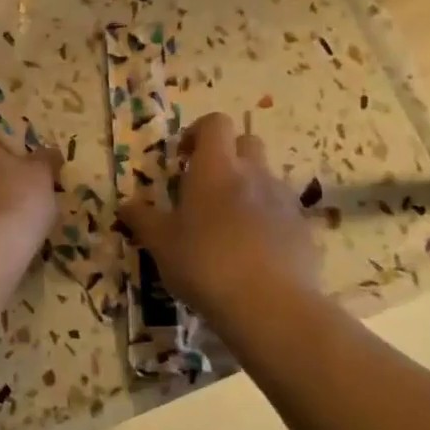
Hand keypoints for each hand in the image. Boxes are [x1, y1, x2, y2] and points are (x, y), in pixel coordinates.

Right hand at [118, 112, 321, 318]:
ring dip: (247, 188)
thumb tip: (126, 204)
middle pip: (246, 143)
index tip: (182, 158)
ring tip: (227, 224)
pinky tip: (252, 250)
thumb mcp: (160, 243)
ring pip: (265, 177)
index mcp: (216, 169)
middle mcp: (253, 174)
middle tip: (204, 187)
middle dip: (226, 156)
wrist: (270, 305)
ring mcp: (283, 201)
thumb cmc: (205, 263)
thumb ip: (143, 219)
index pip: (215, 124)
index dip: (198, 132)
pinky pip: (282, 210)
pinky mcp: (303, 229)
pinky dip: (267, 218)